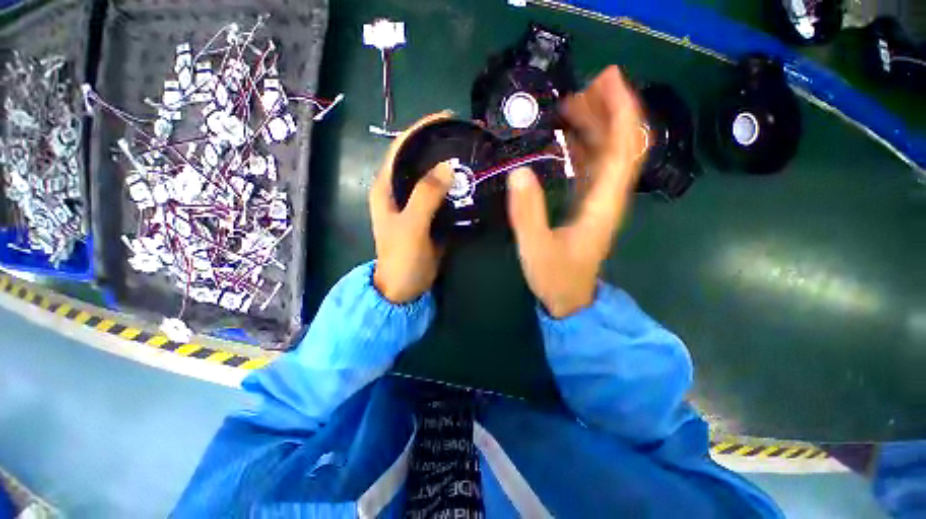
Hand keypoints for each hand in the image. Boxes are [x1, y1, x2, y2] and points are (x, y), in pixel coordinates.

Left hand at [370, 112, 453, 303]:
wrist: (406, 287)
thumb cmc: (401, 259)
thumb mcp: (411, 227)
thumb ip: (426, 197)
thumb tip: (448, 167)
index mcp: (386, 186)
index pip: (402, 146)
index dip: (422, 128)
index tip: (449, 118)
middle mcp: (400, 190)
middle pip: (419, 158)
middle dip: (440, 145)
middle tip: (468, 138)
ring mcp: (416, 203)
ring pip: (433, 176)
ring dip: (450, 165)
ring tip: (474, 155)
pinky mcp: (430, 215)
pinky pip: (443, 194)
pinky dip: (456, 186)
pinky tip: (471, 182)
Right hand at [507, 66, 646, 317]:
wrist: (569, 300)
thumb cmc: (556, 278)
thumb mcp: (536, 248)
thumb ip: (527, 212)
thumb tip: (518, 171)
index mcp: (602, 204)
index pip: (623, 149)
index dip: (621, 112)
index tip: (608, 80)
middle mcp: (607, 197)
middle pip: (618, 145)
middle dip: (606, 111)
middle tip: (580, 89)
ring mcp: (597, 201)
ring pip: (605, 155)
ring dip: (594, 127)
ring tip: (569, 106)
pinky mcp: (586, 206)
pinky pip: (590, 168)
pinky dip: (582, 148)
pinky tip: (565, 139)